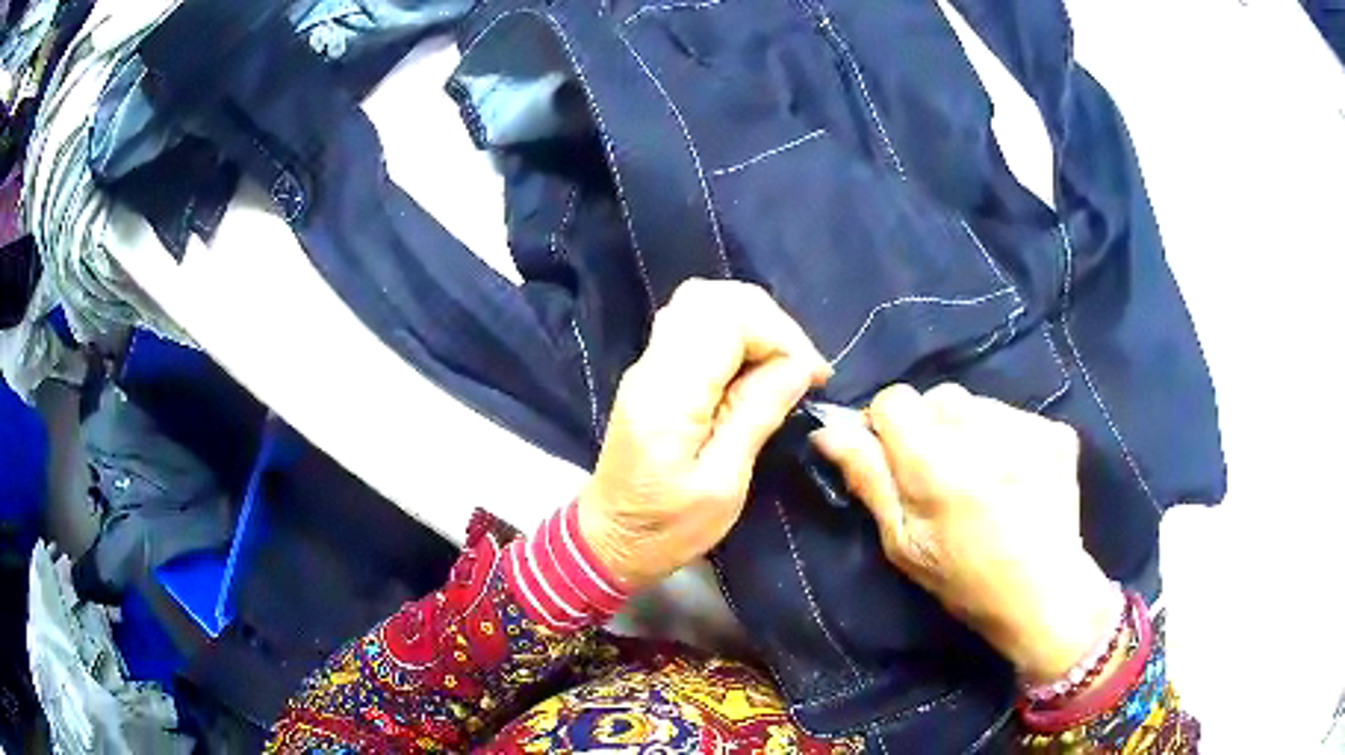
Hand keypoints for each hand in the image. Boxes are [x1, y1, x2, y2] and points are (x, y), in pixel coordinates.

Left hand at [578, 280, 830, 591]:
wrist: (609, 540)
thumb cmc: (666, 528)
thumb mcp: (723, 486)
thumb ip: (755, 416)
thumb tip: (797, 367)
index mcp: (668, 395)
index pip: (725, 320)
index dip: (779, 334)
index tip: (814, 375)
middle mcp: (652, 367)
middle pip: (710, 298)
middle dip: (768, 321)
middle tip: (801, 365)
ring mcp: (647, 366)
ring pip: (700, 304)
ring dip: (751, 322)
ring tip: (784, 364)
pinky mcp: (652, 374)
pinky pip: (694, 327)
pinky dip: (733, 333)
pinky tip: (755, 368)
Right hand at [812, 383, 1116, 681]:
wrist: (1044, 594)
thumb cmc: (964, 580)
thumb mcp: (903, 544)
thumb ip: (868, 479)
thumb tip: (827, 431)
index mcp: (937, 466)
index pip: (894, 399)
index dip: (887, 427)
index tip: (896, 460)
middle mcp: (983, 435)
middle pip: (937, 397)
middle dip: (929, 428)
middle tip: (942, 476)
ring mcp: (1027, 429)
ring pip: (976, 403)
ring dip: (968, 430)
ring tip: (982, 477)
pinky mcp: (1056, 431)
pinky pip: (1012, 415)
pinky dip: (1004, 437)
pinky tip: (1013, 476)